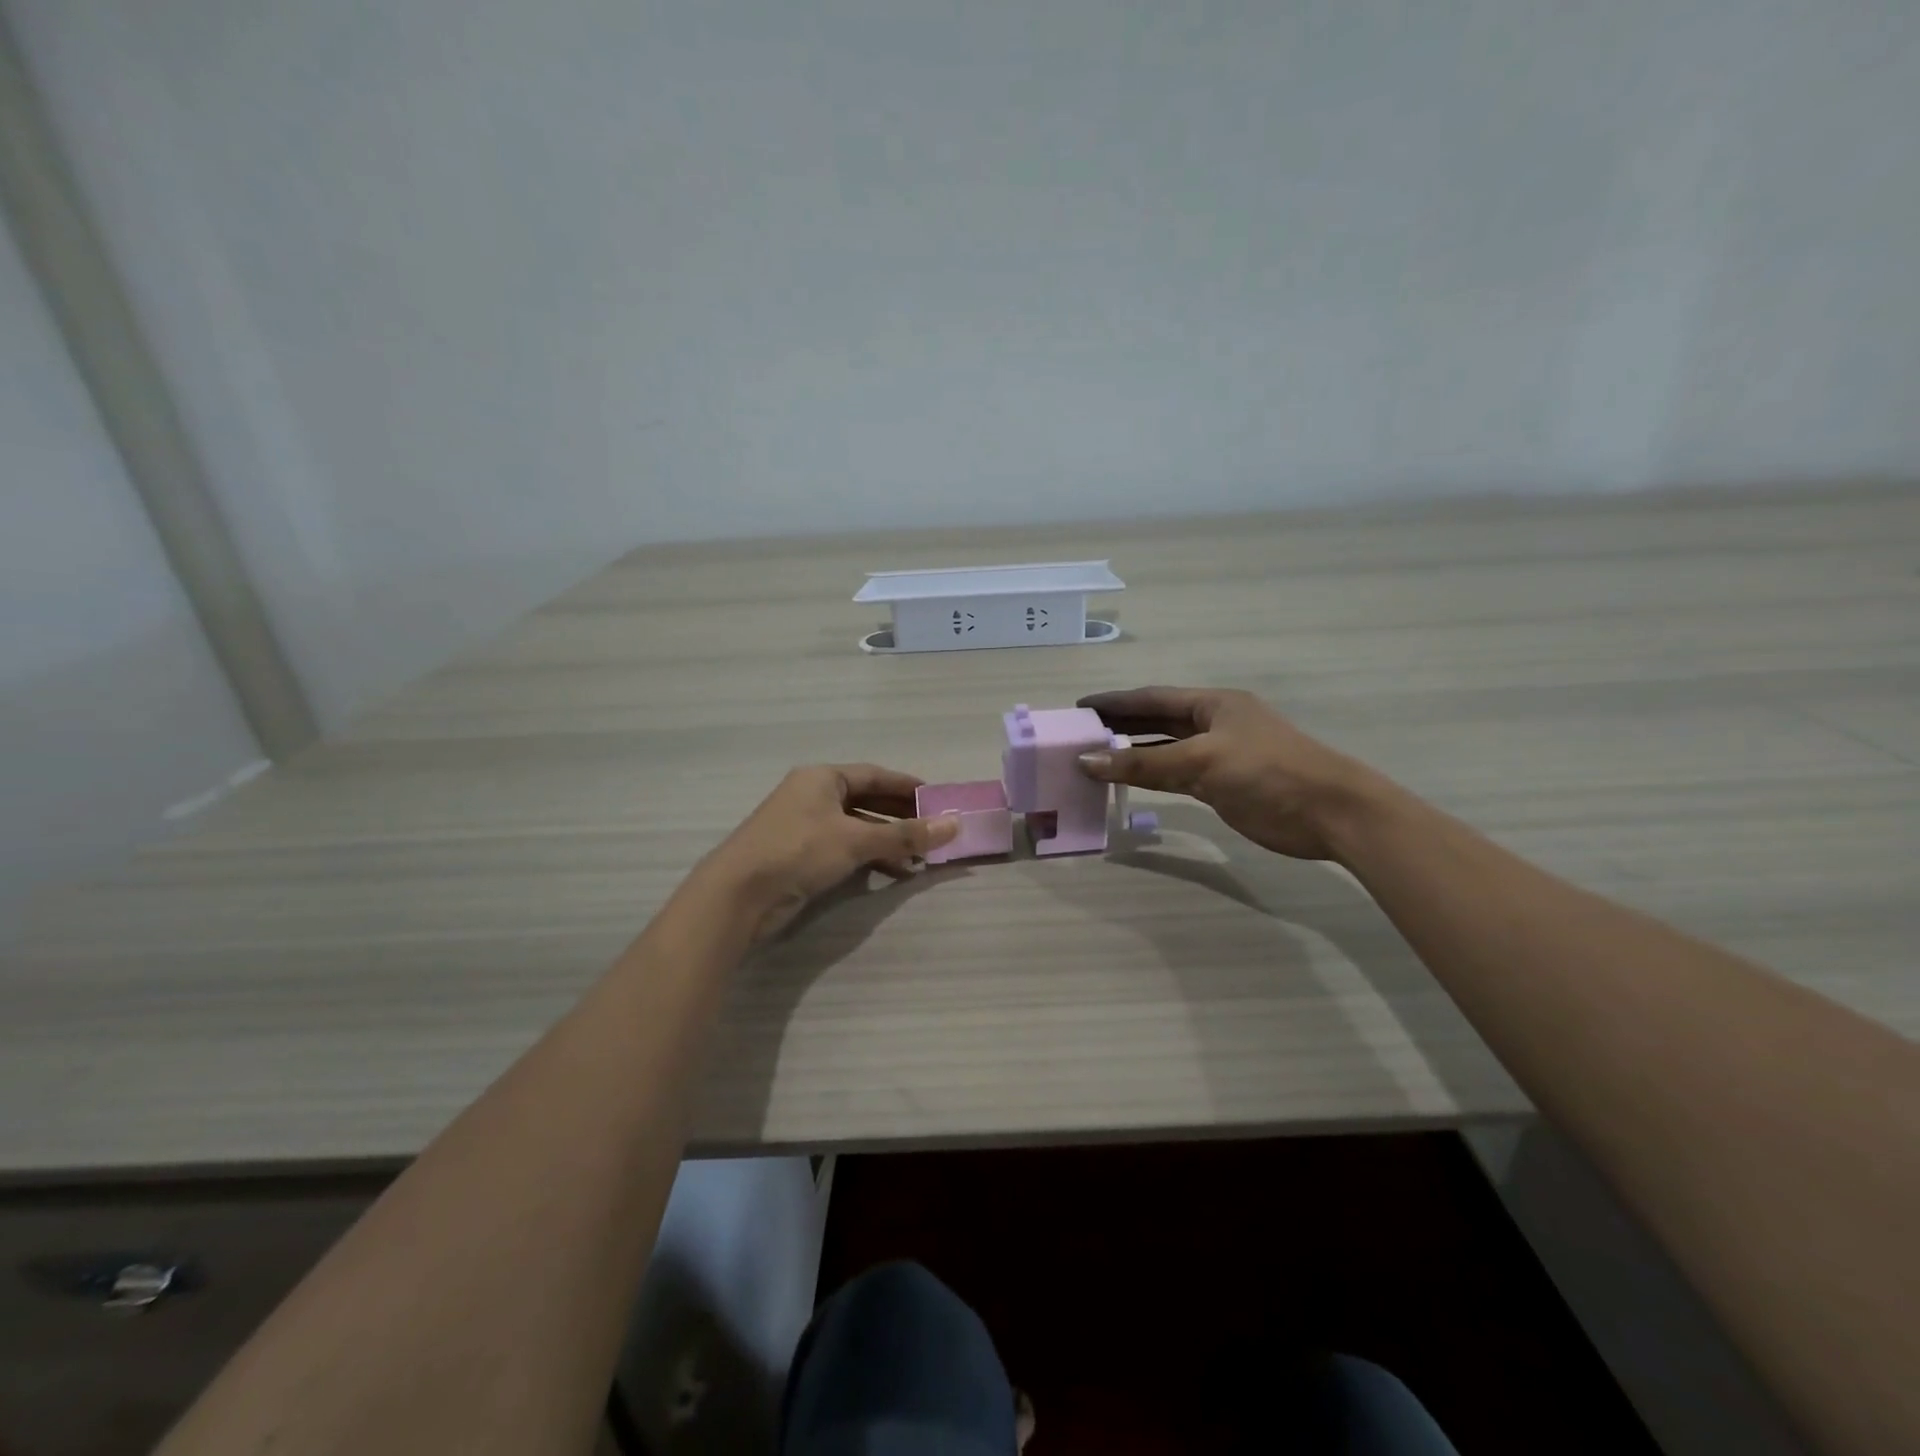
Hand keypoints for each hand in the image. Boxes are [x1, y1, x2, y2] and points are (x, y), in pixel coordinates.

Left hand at [694, 765, 959, 940]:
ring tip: (921, 857)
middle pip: (867, 801)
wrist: (738, 894)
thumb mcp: (857, 840)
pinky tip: (894, 872)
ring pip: (857, 827)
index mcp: (823, 778)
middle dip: (901, 817)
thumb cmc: (799, 851)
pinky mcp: (801, 855)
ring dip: (888, 841)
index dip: (908, 787)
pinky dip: (870, 857)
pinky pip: (845, 848)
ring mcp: (805, 826)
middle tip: (935, 829)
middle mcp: (813, 796)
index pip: (875, 775)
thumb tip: (955, 825)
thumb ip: (906, 834)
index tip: (938, 799)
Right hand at [1076, 687, 1388, 860]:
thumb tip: (1087, 761)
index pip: (1152, 698)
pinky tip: (1126, 780)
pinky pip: (1175, 775)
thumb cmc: (1268, 772)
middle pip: (1156, 720)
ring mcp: (1218, 755)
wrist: (1330, 813)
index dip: (1115, 701)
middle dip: (1119, 725)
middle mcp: (1213, 724)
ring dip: (1131, 753)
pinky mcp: (1222, 785)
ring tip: (1092, 756)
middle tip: (1078, 732)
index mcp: (1213, 704)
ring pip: (1164, 750)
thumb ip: (1143, 762)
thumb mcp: (1201, 761)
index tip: (1079, 707)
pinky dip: (1150, 776)